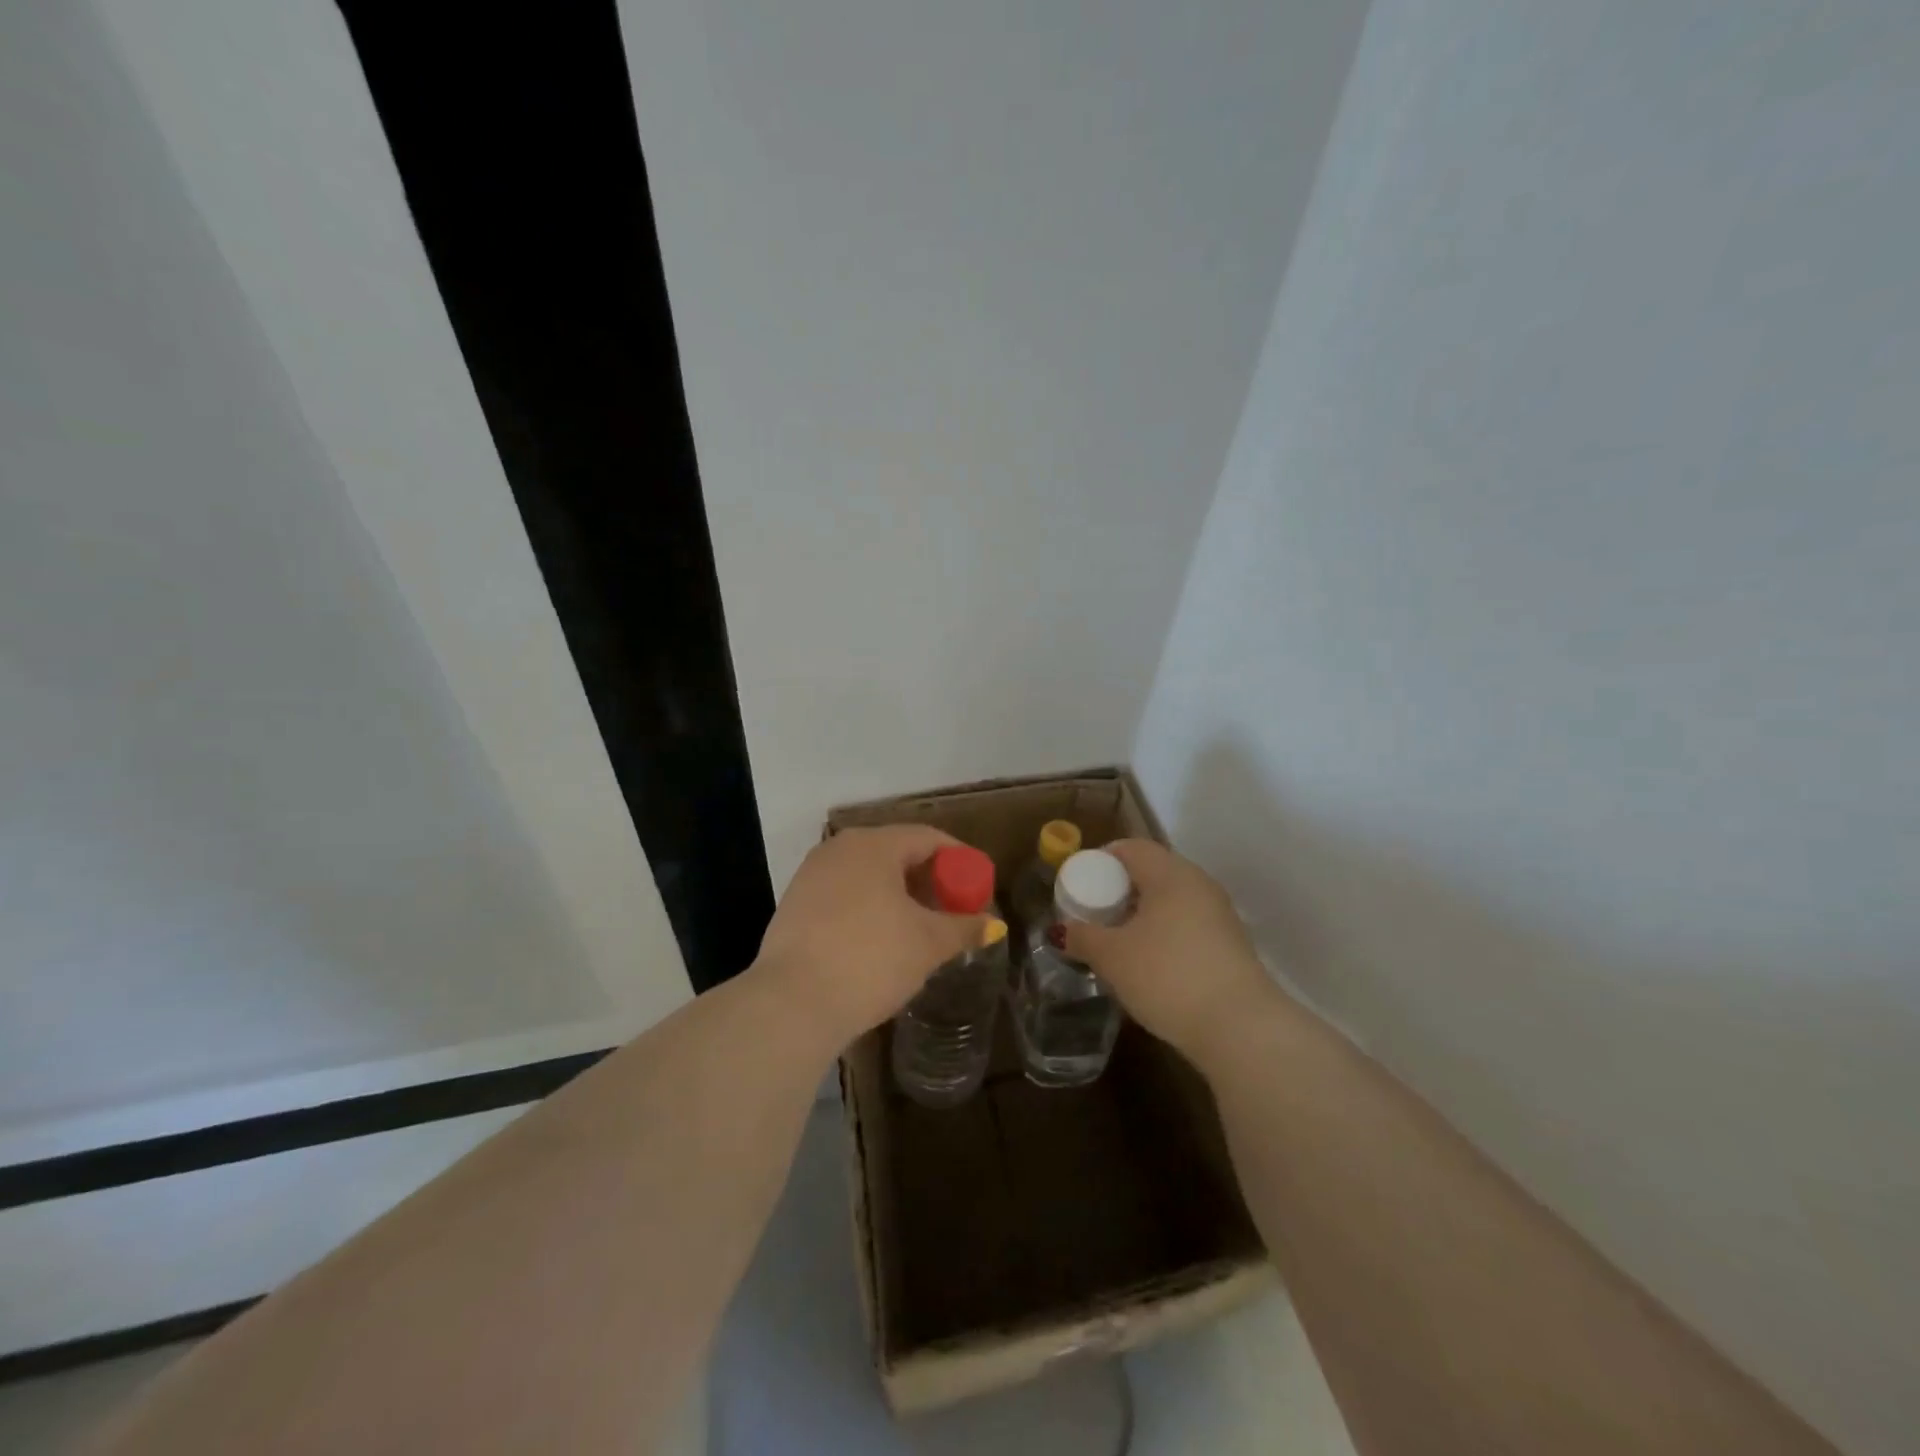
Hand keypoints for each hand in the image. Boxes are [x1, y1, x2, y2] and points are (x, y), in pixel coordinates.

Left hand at [751, 825, 987, 1050]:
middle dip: (929, 879)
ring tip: (920, 928)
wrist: (792, 1003)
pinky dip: (869, 907)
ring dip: (899, 895)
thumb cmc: (871, 959)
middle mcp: (840, 848)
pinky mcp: (794, 904)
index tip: (978, 887)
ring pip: (868, 874)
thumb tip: (994, 925)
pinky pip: (844, 894)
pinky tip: (880, 939)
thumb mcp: (927, 943)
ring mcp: (812, 874)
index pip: (928, 838)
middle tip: (952, 909)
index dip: (959, 860)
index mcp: (874, 845)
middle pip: (896, 852)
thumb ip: (963, 928)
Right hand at [1062, 840, 1277, 1063]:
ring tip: (1117, 942)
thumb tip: (1062, 930)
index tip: (1078, 886)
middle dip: (1119, 890)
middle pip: (1151, 872)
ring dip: (1142, 914)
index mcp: (1170, 873)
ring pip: (1170, 900)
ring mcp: (1219, 914)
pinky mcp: (1230, 944)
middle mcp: (1198, 884)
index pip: (1130, 848)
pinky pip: (1187, 924)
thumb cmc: (1168, 976)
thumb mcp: (1112, 957)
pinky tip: (1149, 963)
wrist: (1240, 1028)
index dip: (1100, 861)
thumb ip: (1082, 937)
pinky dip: (1164, 933)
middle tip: (1094, 915)